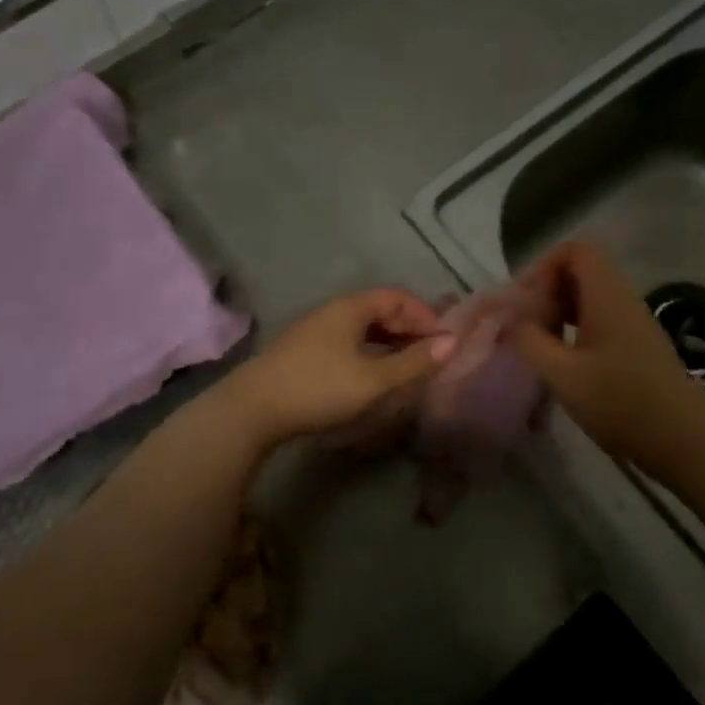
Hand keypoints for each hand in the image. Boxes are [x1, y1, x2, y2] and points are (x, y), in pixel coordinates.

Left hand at [219, 287, 453, 450]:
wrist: (252, 408)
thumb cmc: (318, 387)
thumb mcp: (373, 379)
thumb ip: (413, 362)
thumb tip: (452, 342)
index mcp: (351, 307)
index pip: (397, 296)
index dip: (424, 315)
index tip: (441, 343)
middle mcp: (333, 311)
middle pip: (380, 309)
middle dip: (408, 329)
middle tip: (428, 357)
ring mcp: (315, 330)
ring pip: (362, 327)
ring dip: (389, 342)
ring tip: (406, 368)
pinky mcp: (304, 351)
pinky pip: (347, 341)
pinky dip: (369, 352)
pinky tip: (372, 375)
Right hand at [511, 241, 704, 469]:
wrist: (683, 440)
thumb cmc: (621, 402)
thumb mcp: (562, 374)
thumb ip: (529, 341)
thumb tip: (511, 322)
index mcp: (607, 295)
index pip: (574, 250)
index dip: (542, 266)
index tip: (524, 301)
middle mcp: (621, 299)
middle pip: (578, 271)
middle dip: (545, 291)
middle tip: (524, 325)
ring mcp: (631, 323)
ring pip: (586, 297)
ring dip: (557, 312)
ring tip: (537, 344)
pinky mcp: (634, 345)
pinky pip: (597, 319)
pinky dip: (572, 329)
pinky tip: (560, 362)